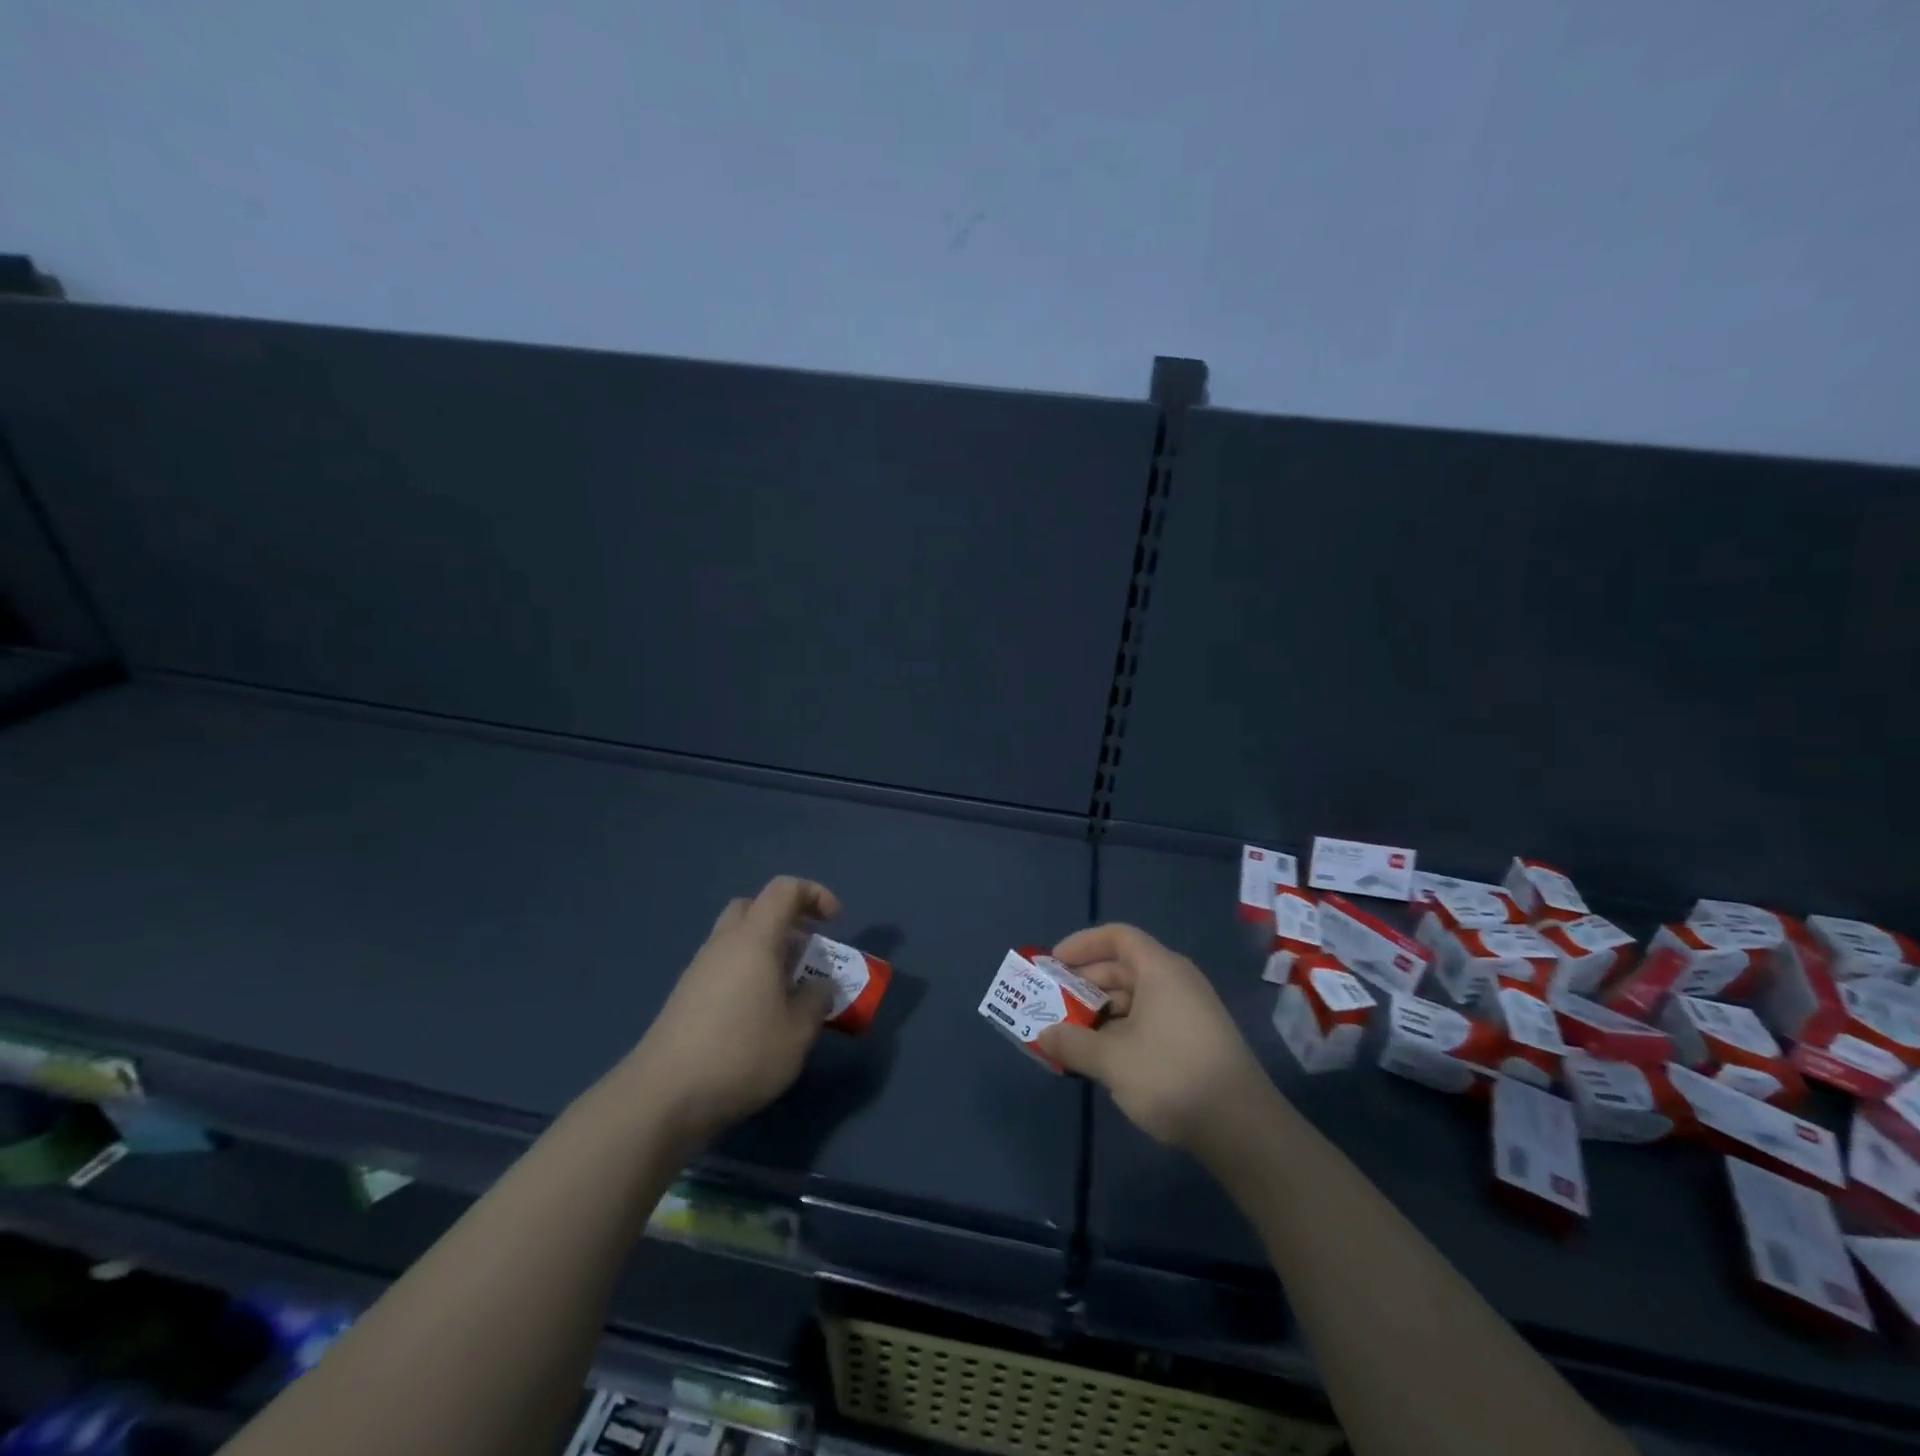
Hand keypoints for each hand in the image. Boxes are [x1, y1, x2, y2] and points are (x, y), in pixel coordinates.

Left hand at [621, 876, 838, 1147]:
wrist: (662, 1096)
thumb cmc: (741, 1053)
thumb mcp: (797, 1032)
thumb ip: (816, 1001)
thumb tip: (819, 986)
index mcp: (754, 939)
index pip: (784, 890)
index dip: (814, 895)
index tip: (834, 923)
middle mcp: (724, 944)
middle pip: (754, 907)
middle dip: (786, 919)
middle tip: (806, 950)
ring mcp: (699, 970)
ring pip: (736, 939)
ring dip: (766, 950)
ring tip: (788, 989)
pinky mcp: (685, 997)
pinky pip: (723, 967)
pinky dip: (747, 974)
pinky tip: (758, 1014)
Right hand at [1037, 923, 1269, 1151]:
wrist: (1243, 1128)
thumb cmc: (1172, 1076)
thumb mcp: (1112, 1060)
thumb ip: (1072, 1043)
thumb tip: (1042, 1035)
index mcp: (1160, 969)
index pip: (1117, 937)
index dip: (1082, 944)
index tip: (1053, 964)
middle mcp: (1176, 981)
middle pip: (1123, 967)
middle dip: (1085, 983)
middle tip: (1053, 1002)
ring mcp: (1189, 1011)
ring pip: (1135, 997)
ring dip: (1101, 1011)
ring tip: (1070, 1034)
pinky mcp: (1195, 1039)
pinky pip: (1149, 1019)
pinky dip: (1121, 1030)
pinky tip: (1102, 1057)